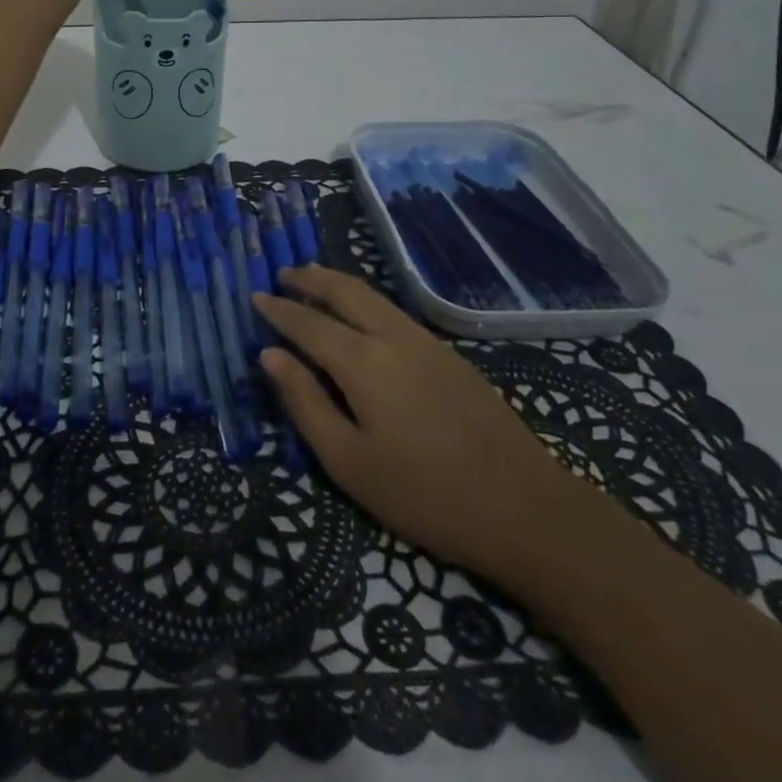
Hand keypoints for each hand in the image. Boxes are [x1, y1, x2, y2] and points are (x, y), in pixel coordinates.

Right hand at [255, 265, 596, 588]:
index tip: (255, 298)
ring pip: (374, 297)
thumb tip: (270, 356)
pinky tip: (362, 316)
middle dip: (311, 278)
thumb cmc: (425, 494)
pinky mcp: (450, 356)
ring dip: (339, 283)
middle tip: (283, 274)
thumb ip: (304, 403)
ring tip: (314, 282)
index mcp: (363, 362)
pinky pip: (394, 311)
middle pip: (345, 291)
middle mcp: (393, 337)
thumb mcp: (349, 462)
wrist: (525, 507)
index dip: (279, 310)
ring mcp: (427, 343)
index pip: (308, 323)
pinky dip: (365, 300)